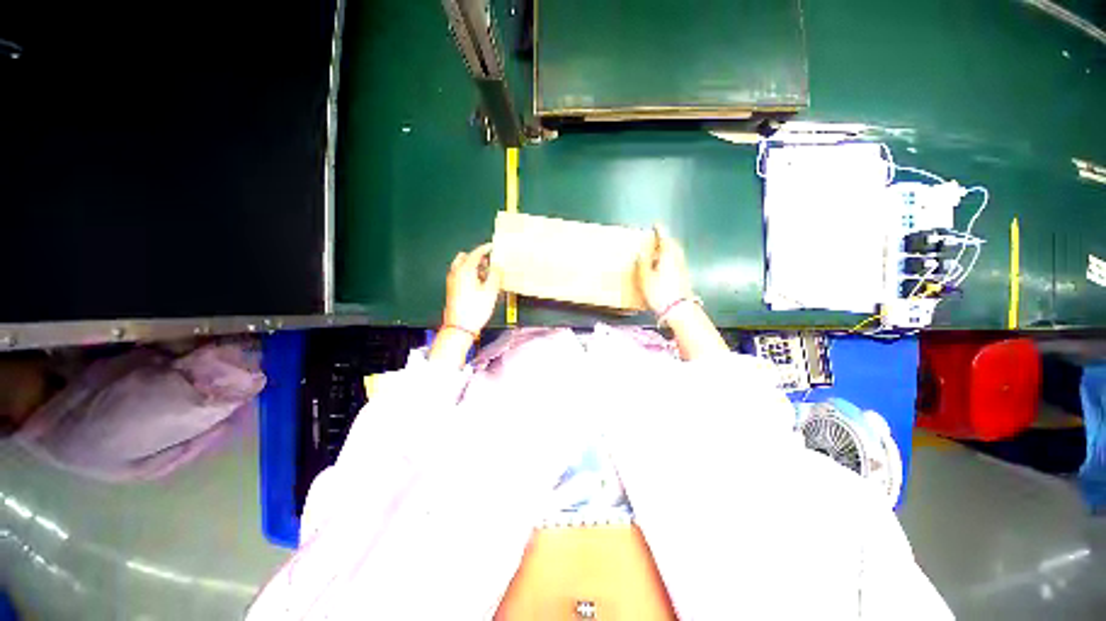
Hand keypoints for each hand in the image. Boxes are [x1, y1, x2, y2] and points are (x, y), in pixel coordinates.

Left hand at [442, 242, 501, 333]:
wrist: (460, 327)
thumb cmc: (475, 309)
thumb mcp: (491, 291)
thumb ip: (495, 275)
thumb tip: (497, 267)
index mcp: (465, 270)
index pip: (476, 254)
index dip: (485, 249)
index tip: (492, 247)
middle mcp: (456, 273)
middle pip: (465, 258)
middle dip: (477, 258)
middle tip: (488, 262)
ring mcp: (452, 282)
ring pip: (462, 267)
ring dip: (473, 266)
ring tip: (486, 274)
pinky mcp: (452, 290)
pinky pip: (461, 275)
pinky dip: (469, 274)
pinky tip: (479, 284)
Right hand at [635, 227, 693, 314]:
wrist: (679, 310)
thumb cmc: (660, 292)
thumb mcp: (645, 278)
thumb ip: (642, 264)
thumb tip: (640, 253)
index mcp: (668, 255)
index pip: (665, 238)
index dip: (660, 231)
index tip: (656, 225)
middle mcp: (678, 259)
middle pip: (673, 245)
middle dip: (665, 240)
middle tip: (657, 239)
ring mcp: (683, 269)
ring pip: (675, 254)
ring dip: (668, 250)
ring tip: (658, 253)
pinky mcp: (684, 278)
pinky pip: (676, 262)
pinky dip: (670, 260)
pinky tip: (664, 267)